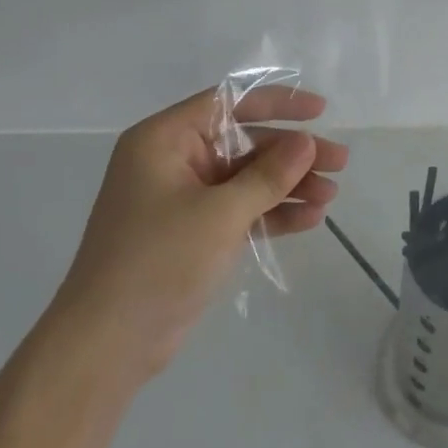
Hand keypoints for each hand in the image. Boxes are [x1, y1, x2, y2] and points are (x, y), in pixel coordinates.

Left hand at [46, 85, 347, 386]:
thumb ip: (268, 175)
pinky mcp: (193, 233)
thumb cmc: (158, 262)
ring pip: (247, 178)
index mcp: (164, 140)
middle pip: (245, 143)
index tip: (320, 112)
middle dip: (293, 154)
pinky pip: (241, 210)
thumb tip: (308, 141)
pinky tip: (311, 219)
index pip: (229, 103)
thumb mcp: (220, 213)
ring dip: (290, 185)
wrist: (107, 344)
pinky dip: (273, 212)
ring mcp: (183, 199)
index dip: (278, 103)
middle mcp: (173, 161)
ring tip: (332, 195)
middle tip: (340, 162)